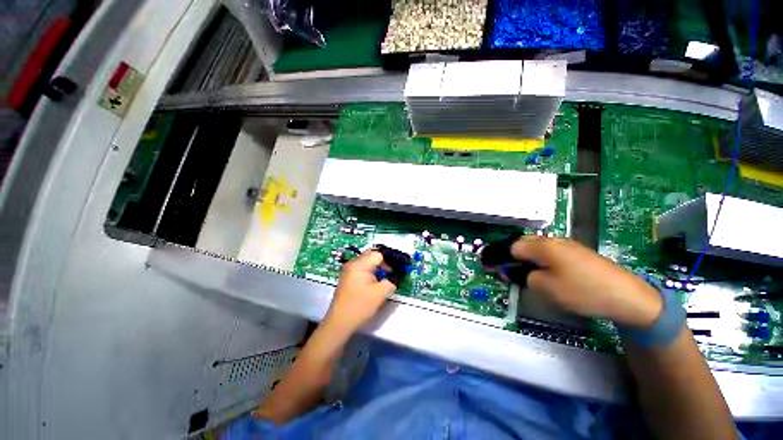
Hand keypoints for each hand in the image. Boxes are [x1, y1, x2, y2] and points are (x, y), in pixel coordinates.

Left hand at [323, 250, 395, 335]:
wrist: (339, 323)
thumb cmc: (360, 306)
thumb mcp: (380, 294)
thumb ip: (391, 282)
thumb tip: (396, 277)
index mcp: (359, 265)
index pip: (378, 254)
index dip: (389, 260)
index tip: (396, 270)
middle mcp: (352, 264)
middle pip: (371, 255)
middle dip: (383, 263)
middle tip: (391, 274)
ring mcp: (348, 270)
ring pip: (367, 262)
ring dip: (377, 268)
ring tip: (384, 279)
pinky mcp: (347, 278)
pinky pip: (362, 269)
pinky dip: (370, 273)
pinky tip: (375, 283)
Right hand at [510, 237, 662, 326]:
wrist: (627, 296)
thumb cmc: (581, 291)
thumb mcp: (545, 288)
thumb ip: (523, 277)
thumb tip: (511, 271)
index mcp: (542, 246)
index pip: (513, 247)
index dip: (504, 259)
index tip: (503, 273)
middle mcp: (553, 240)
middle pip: (525, 243)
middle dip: (517, 257)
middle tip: (518, 274)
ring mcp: (568, 245)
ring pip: (539, 247)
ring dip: (531, 259)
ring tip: (535, 275)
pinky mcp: (579, 252)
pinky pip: (553, 252)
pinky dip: (545, 261)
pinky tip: (553, 274)